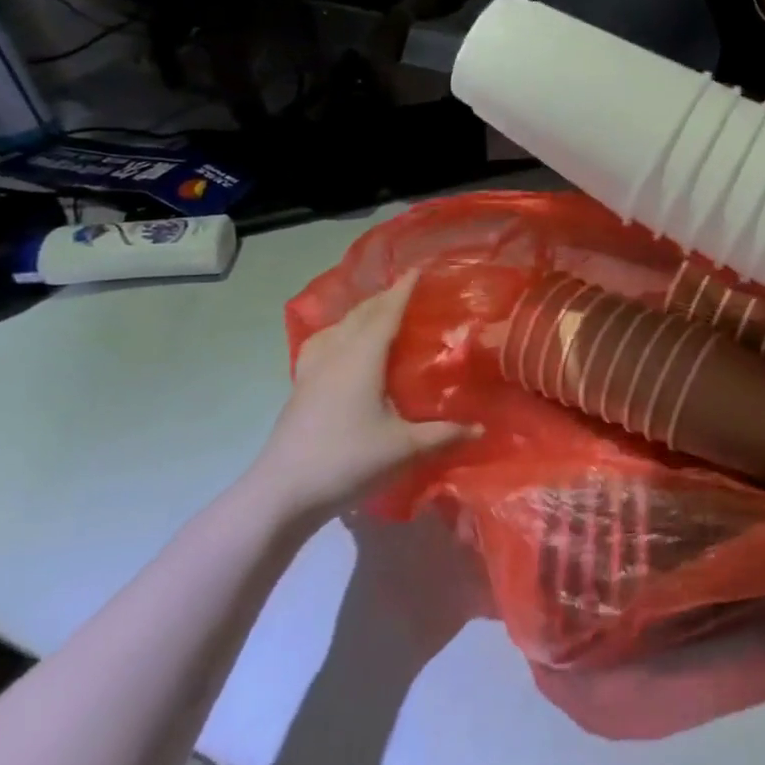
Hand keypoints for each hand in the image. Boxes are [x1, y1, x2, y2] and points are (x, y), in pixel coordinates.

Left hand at [248, 272, 473, 523]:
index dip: (403, 291)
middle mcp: (336, 356)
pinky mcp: (300, 389)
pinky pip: (321, 345)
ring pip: (337, 328)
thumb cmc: (347, 461)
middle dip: (384, 298)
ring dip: (359, 314)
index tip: (419, 270)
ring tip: (377, 312)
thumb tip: (483, 428)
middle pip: (360, 316)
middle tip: (407, 289)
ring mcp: (312, 372)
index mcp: (362, 359)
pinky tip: (342, 347)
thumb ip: (445, 434)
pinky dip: (338, 333)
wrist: (281, 493)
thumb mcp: (405, 448)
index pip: (386, 314)